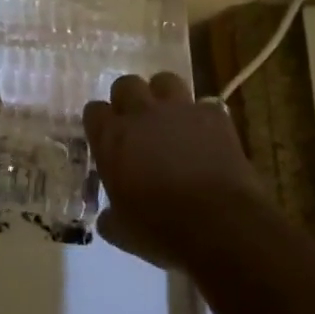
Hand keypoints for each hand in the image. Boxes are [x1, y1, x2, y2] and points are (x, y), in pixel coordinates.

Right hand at [84, 72, 263, 267]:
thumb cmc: (162, 230)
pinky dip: (203, 118)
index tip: (106, 139)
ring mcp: (179, 110)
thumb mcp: (123, 232)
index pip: (94, 111)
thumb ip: (110, 217)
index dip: (100, 123)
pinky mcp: (213, 115)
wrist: (220, 225)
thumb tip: (108, 218)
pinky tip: (206, 136)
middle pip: (126, 84)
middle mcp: (140, 114)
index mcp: (111, 137)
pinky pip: (205, 104)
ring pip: (165, 80)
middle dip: (129, 100)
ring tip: (170, 119)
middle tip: (136, 124)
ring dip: (164, 96)